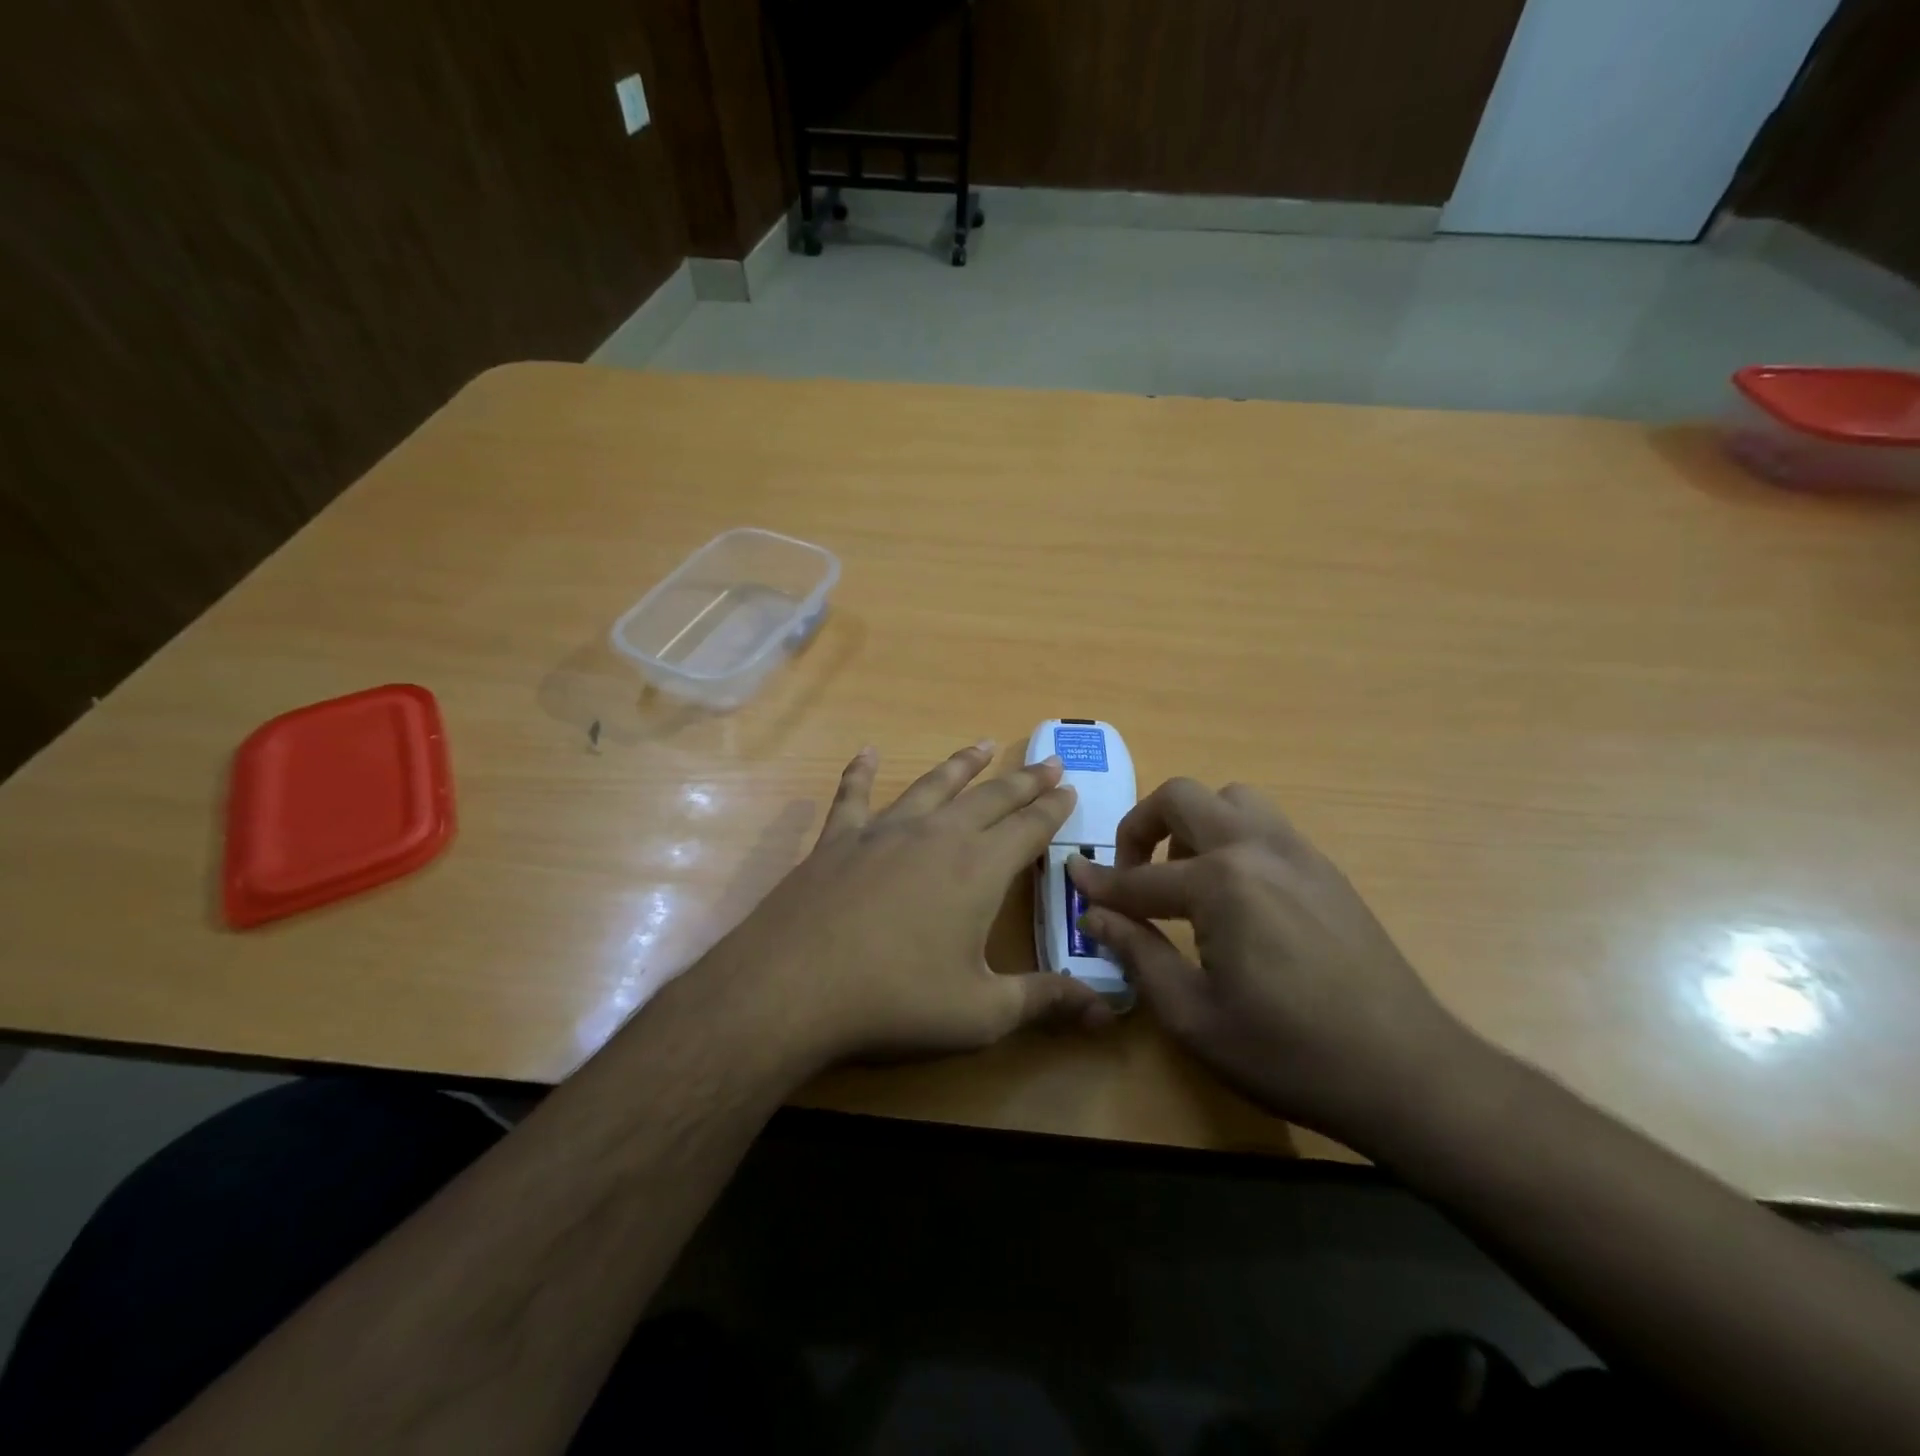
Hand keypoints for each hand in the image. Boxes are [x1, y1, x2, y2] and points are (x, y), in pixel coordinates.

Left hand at [711, 743, 1112, 1066]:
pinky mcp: (837, 840)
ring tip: (981, 745)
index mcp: (979, 869)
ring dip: (961, 764)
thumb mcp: (980, 1013)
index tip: (1070, 787)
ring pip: (932, 785)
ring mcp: (883, 831)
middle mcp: (937, 835)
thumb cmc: (896, 1000)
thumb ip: (1044, 1001)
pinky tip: (865, 754)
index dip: (1054, 808)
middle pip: (990, 798)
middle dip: (1023, 780)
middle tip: (1048, 760)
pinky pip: (853, 796)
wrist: (794, 986)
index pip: (1029, 828)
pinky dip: (860, 772)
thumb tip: (1107, 1008)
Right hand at [1068, 779, 1478, 1145]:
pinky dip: (1232, 838)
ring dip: (1193, 824)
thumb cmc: (1288, 1053)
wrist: (1407, 1074)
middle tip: (1130, 874)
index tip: (1072, 878)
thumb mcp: (1193, 1015)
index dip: (1099, 883)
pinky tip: (1233, 895)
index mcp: (1222, 882)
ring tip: (1185, 877)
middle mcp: (1258, 848)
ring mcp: (1299, 852)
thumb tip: (1094, 915)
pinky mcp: (1326, 869)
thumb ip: (1137, 954)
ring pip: (1231, 800)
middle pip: (1182, 798)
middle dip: (1141, 827)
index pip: (1140, 877)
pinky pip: (1265, 826)